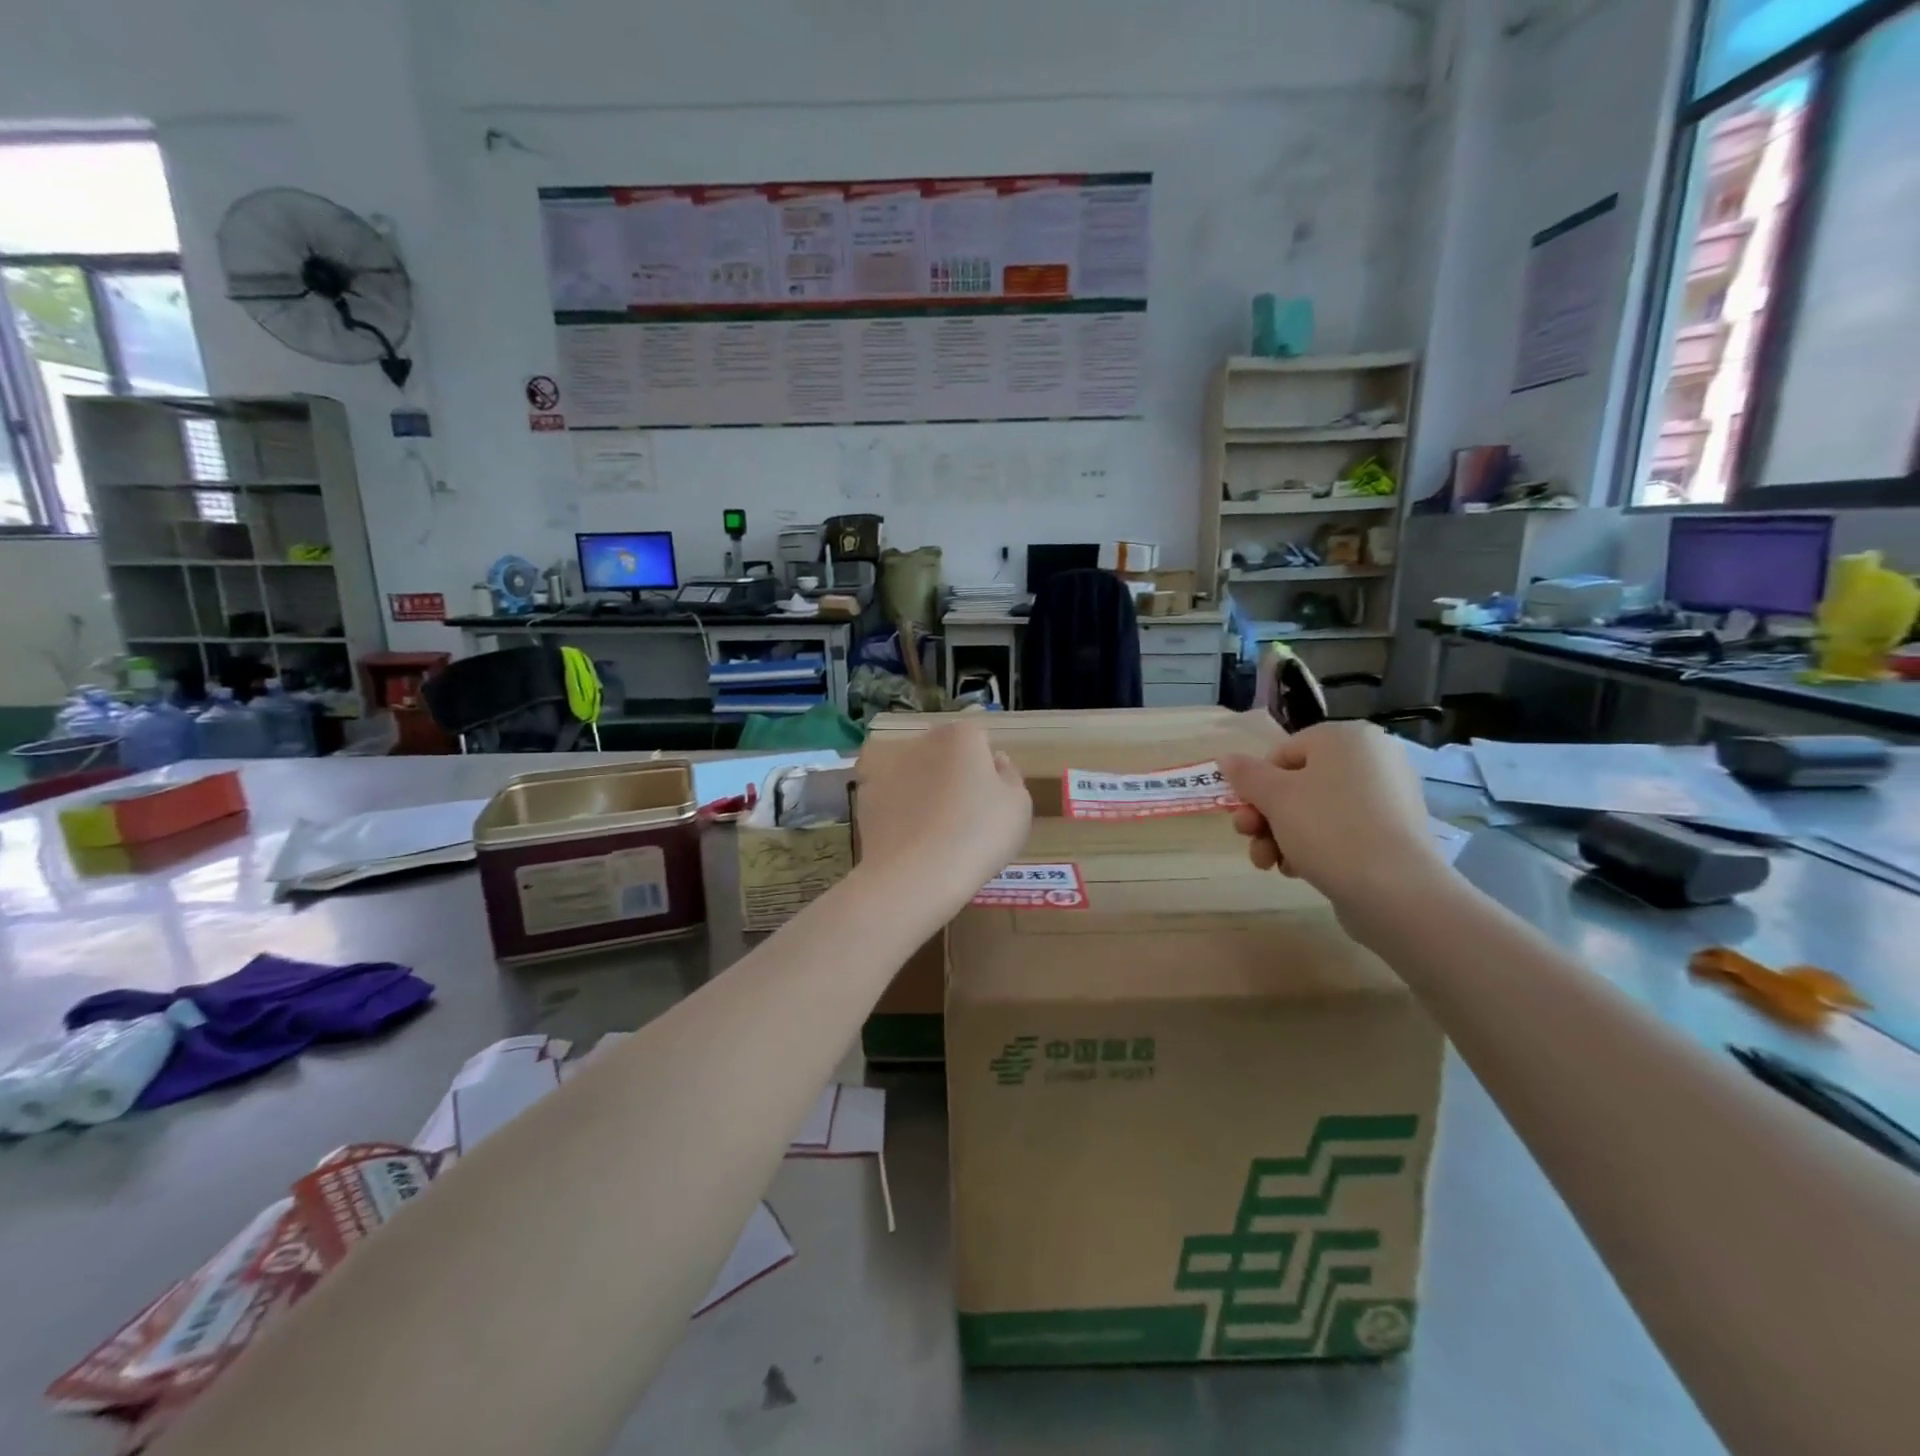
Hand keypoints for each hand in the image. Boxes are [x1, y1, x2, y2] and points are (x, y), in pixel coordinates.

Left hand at [855, 721, 1031, 911]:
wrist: (916, 876)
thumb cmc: (978, 835)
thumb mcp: (1018, 807)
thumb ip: (1010, 777)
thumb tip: (995, 762)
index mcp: (961, 736)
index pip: (979, 740)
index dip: (986, 769)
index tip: (989, 799)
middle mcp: (920, 741)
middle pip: (942, 752)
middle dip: (951, 773)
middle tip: (963, 816)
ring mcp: (887, 767)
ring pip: (912, 772)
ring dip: (920, 788)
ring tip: (931, 830)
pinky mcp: (863, 796)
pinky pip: (888, 797)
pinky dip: (896, 810)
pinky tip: (907, 837)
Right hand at [1220, 722, 1444, 911]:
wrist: (1394, 890)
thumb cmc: (1328, 828)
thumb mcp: (1275, 797)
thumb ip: (1246, 775)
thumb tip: (1226, 759)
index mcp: (1346, 738)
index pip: (1283, 753)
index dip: (1257, 785)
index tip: (1246, 814)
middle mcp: (1372, 759)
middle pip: (1297, 784)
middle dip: (1266, 816)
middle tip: (1249, 840)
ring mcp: (1387, 798)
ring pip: (1315, 811)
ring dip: (1282, 836)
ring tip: (1269, 864)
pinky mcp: (1393, 833)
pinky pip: (1341, 831)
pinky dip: (1314, 847)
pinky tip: (1297, 871)